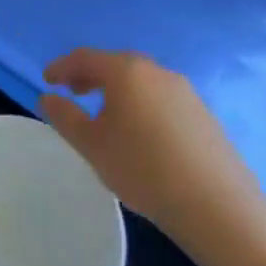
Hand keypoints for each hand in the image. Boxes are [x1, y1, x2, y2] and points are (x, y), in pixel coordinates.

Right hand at [39, 50, 265, 265]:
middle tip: (72, 92)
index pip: (85, 58)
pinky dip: (140, 102)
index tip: (47, 81)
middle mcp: (157, 72)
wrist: (218, 207)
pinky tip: (139, 130)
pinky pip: (160, 97)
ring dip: (117, 89)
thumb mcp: (92, 146)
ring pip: (141, 80)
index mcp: (126, 72)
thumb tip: (48, 97)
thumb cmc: (143, 169)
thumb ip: (65, 117)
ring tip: (104, 113)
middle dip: (90, 75)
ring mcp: (185, 92)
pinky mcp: (203, 114)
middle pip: (115, 64)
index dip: (62, 67)